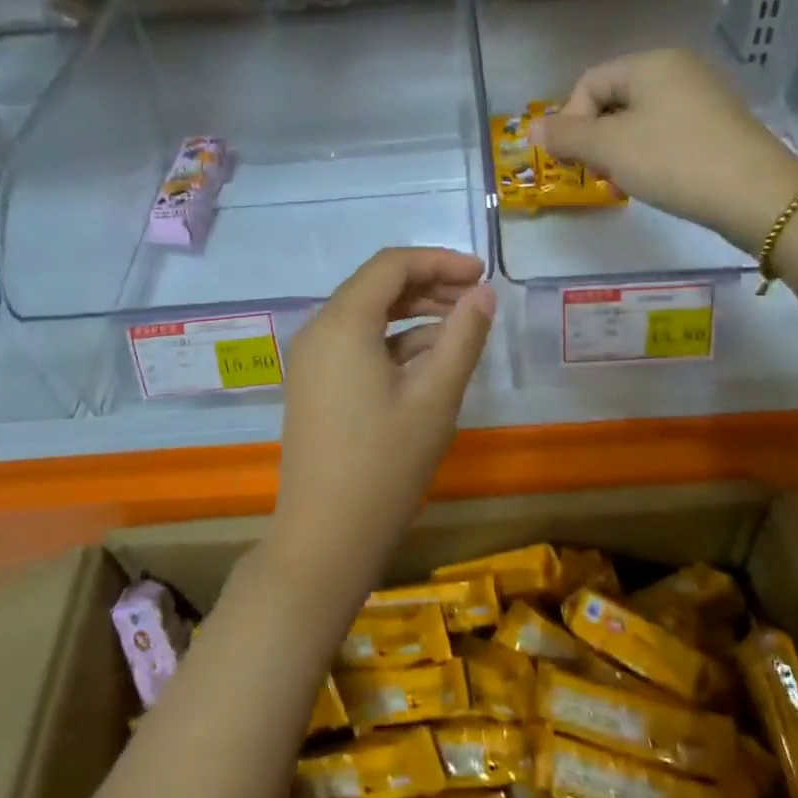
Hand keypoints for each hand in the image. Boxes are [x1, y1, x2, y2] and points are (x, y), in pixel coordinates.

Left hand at [273, 249, 495, 576]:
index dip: (440, 261)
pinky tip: (431, 357)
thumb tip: (484, 294)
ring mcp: (312, 360)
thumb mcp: (436, 396)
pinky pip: (356, 344)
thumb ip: (463, 336)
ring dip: (414, 313)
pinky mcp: (315, 385)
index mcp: (342, 322)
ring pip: (367, 315)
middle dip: (429, 284)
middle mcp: (319, 330)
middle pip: (377, 286)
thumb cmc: (385, 464)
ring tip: (462, 325)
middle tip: (477, 298)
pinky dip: (394, 341)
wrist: (326, 537)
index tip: (482, 274)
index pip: (392, 265)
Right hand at [531, 49, 797, 246]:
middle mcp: (677, 70)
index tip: (574, 159)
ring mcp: (701, 97)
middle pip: (613, 100)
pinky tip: (654, 182)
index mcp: (650, 63)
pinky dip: (649, 156)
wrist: (757, 195)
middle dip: (596, 140)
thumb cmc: (674, 161)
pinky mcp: (717, 126)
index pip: (589, 82)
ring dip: (619, 153)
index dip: (570, 120)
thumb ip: (566, 135)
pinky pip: (666, 133)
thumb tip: (531, 128)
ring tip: (625, 184)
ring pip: (638, 121)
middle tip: (599, 175)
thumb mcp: (609, 148)